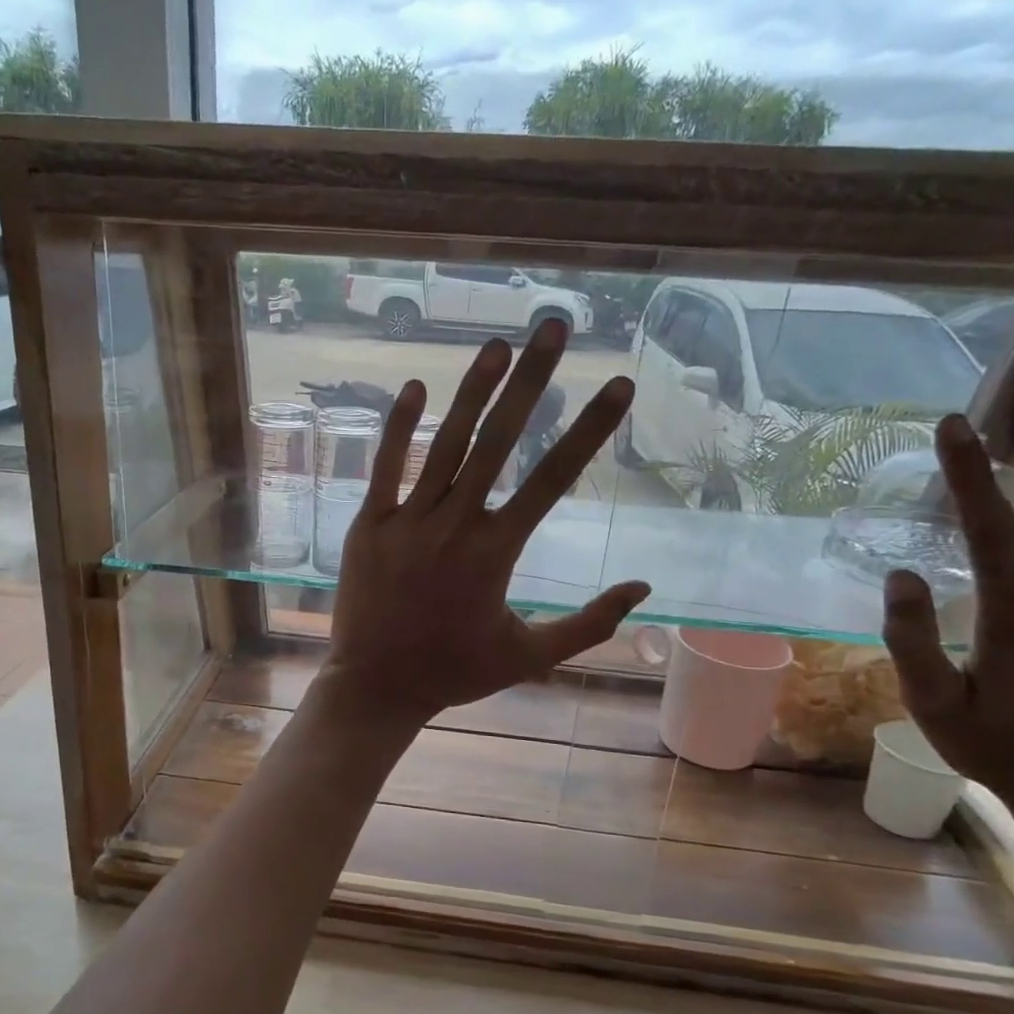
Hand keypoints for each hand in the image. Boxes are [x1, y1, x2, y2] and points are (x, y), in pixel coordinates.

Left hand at [320, 319, 649, 728]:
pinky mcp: (369, 526)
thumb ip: (589, 623)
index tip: (617, 384)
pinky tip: (415, 385)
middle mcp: (454, 526)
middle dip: (532, 380)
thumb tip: (645, 588)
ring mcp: (406, 522)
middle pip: (499, 441)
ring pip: (443, 445)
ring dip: (472, 391)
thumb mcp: (532, 656)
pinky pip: (385, 468)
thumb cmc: (455, 673)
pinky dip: (398, 427)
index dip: (590, 428)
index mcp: (497, 553)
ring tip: (499, 344)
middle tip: (555, 327)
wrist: (377, 687)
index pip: (554, 478)